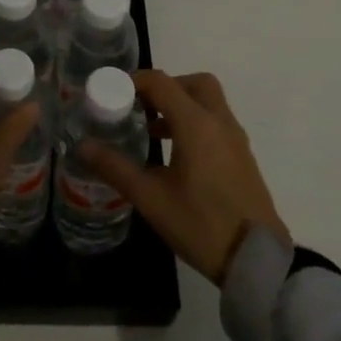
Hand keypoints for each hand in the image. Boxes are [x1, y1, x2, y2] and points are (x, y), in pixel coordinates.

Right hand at [86, 69, 289, 285]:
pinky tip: (176, 154)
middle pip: (194, 83)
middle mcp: (219, 122)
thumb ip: (115, 168)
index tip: (112, 91)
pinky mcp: (243, 157)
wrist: (257, 259)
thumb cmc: (201, 224)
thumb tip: (83, 145)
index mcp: (196, 125)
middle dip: (165, 87)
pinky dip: (195, 123)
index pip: (162, 83)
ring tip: (151, 130)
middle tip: (140, 105)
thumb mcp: (151, 198)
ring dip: (180, 105)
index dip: (134, 81)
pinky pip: (217, 123)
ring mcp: (235, 139)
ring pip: (208, 102)